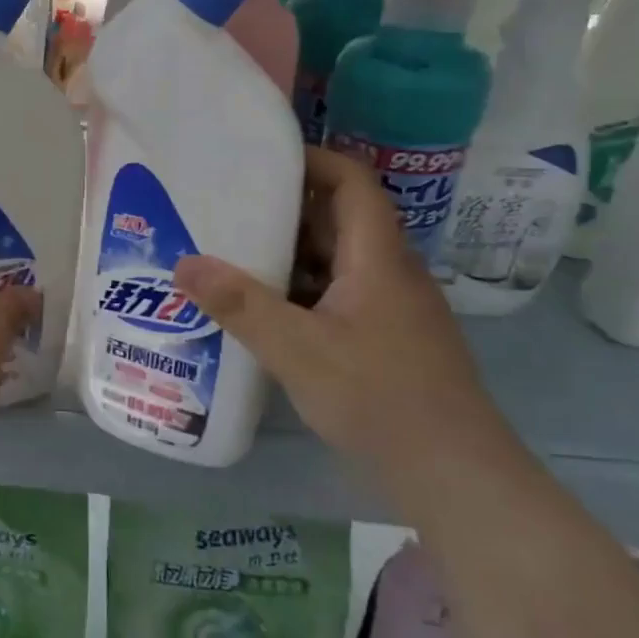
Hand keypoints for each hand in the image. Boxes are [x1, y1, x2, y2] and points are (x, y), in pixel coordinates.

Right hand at [171, 147, 509, 475]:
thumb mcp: (298, 350)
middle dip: (282, 209)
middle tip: (224, 207)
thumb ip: (240, 305)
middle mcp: (388, 273)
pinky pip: (335, 295)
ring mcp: (389, 308)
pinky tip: (261, 311)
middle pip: (337, 219)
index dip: (311, 160)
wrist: (455, 477)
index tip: (257, 161)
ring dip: (287, 254)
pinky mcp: (385, 339)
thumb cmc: (380, 399)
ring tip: (230, 254)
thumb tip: (183, 263)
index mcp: (378, 258)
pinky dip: (298, 292)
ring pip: (334, 262)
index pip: (352, 181)